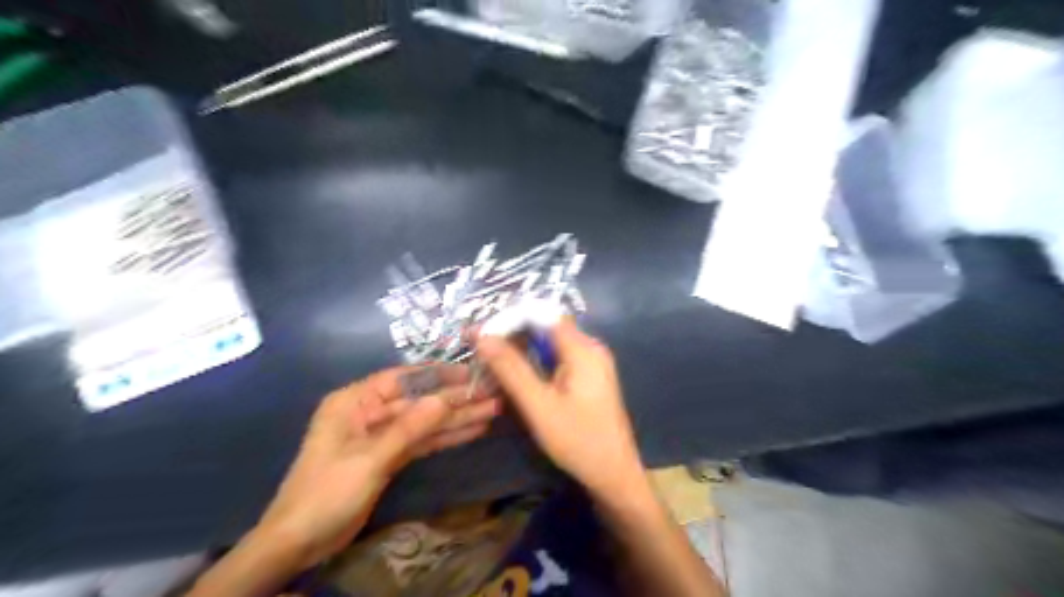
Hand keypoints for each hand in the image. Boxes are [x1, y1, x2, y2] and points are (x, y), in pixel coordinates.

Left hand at [252, 364, 499, 568]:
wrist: (299, 542)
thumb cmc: (327, 492)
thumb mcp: (370, 458)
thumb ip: (410, 427)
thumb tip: (446, 398)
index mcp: (355, 401)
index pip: (403, 379)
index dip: (438, 374)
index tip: (470, 373)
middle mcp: (369, 412)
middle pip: (419, 401)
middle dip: (455, 400)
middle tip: (491, 395)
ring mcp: (380, 435)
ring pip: (424, 422)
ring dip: (456, 419)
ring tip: (491, 411)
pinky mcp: (389, 457)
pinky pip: (421, 442)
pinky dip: (444, 437)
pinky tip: (471, 431)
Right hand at [479, 320, 643, 496]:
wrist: (614, 475)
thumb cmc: (578, 441)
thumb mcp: (538, 405)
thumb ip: (511, 368)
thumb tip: (482, 336)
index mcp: (583, 348)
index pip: (542, 314)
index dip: (509, 318)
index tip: (479, 332)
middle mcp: (590, 347)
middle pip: (546, 326)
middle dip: (512, 332)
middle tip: (478, 346)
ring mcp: (592, 362)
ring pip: (550, 342)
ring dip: (521, 347)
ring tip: (490, 359)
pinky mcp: (588, 377)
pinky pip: (557, 357)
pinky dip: (535, 361)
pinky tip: (516, 374)